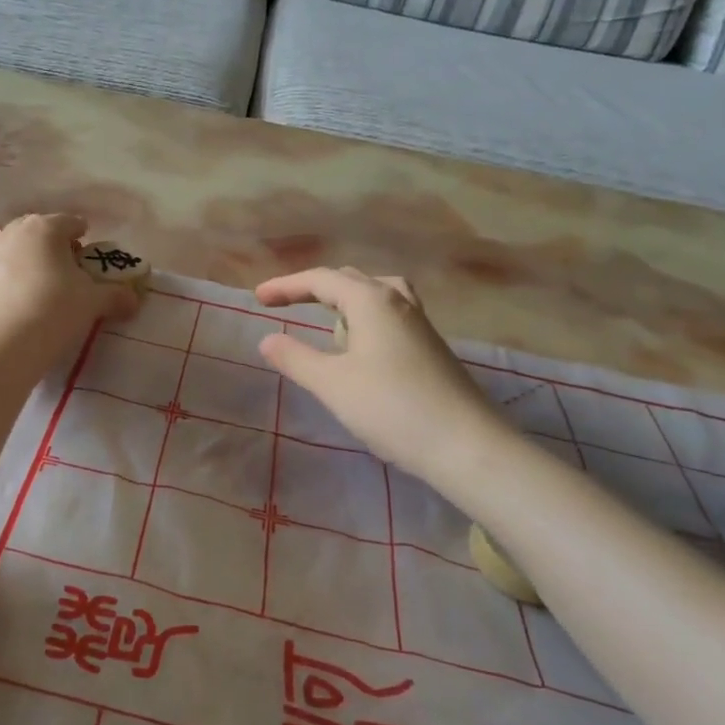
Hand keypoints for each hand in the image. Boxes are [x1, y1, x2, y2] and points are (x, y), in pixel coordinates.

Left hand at [0, 215, 136, 355]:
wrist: (4, 342)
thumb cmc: (54, 311)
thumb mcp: (93, 302)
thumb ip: (115, 296)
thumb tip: (134, 299)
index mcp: (45, 228)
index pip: (69, 222)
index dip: (82, 234)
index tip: (88, 251)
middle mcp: (12, 232)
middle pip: (35, 227)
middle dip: (49, 240)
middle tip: (63, 266)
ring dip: (11, 244)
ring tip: (25, 267)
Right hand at [254, 268, 503, 475]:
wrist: (466, 445)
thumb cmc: (392, 408)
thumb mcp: (332, 384)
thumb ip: (295, 358)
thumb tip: (267, 339)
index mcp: (371, 300)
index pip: (321, 279)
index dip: (286, 285)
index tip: (258, 299)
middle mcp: (397, 301)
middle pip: (349, 280)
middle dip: (313, 289)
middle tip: (283, 305)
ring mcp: (419, 324)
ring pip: (376, 294)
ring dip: (344, 301)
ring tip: (327, 321)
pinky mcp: (430, 346)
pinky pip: (390, 314)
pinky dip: (365, 318)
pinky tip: (361, 348)